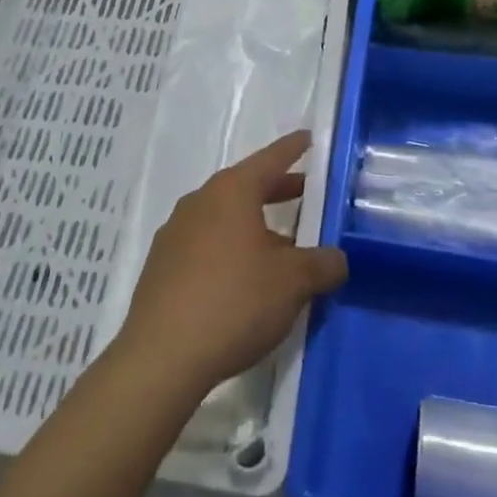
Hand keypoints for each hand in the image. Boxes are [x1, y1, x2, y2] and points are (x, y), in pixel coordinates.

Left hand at [115, 132, 346, 401]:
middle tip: (305, 194)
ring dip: (254, 226)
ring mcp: (175, 234)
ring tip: (281, 248)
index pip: (270, 159)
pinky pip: (206, 245)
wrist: (161, 358)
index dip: (293, 149)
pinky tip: (244, 281)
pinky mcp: (161, 267)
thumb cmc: (234, 302)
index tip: (308, 138)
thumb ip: (321, 265)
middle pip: (246, 187)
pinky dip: (230, 250)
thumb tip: (336, 259)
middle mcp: (200, 202)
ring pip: (225, 218)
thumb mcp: (292, 283)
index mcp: (231, 192)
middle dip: (277, 190)